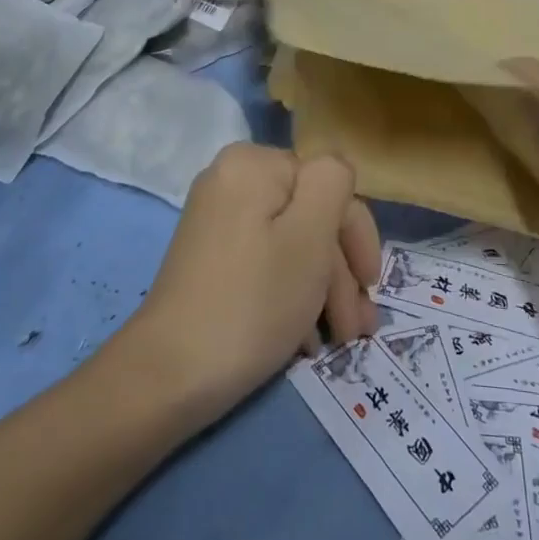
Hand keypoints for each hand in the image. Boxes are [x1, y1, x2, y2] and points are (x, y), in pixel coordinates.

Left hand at [120, 144, 381, 421]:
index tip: (370, 288)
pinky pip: (266, 260)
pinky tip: (305, 339)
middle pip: (310, 214)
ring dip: (322, 289)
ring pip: (292, 242)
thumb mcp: (309, 236)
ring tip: (340, 339)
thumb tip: (337, 171)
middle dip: (340, 271)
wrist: (168, 375)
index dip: (355, 235)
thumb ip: (333, 183)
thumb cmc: (252, 301)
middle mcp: (233, 180)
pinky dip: (291, 294)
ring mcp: (219, 219)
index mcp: (254, 164)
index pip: (329, 184)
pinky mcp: (212, 256)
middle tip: (358, 327)